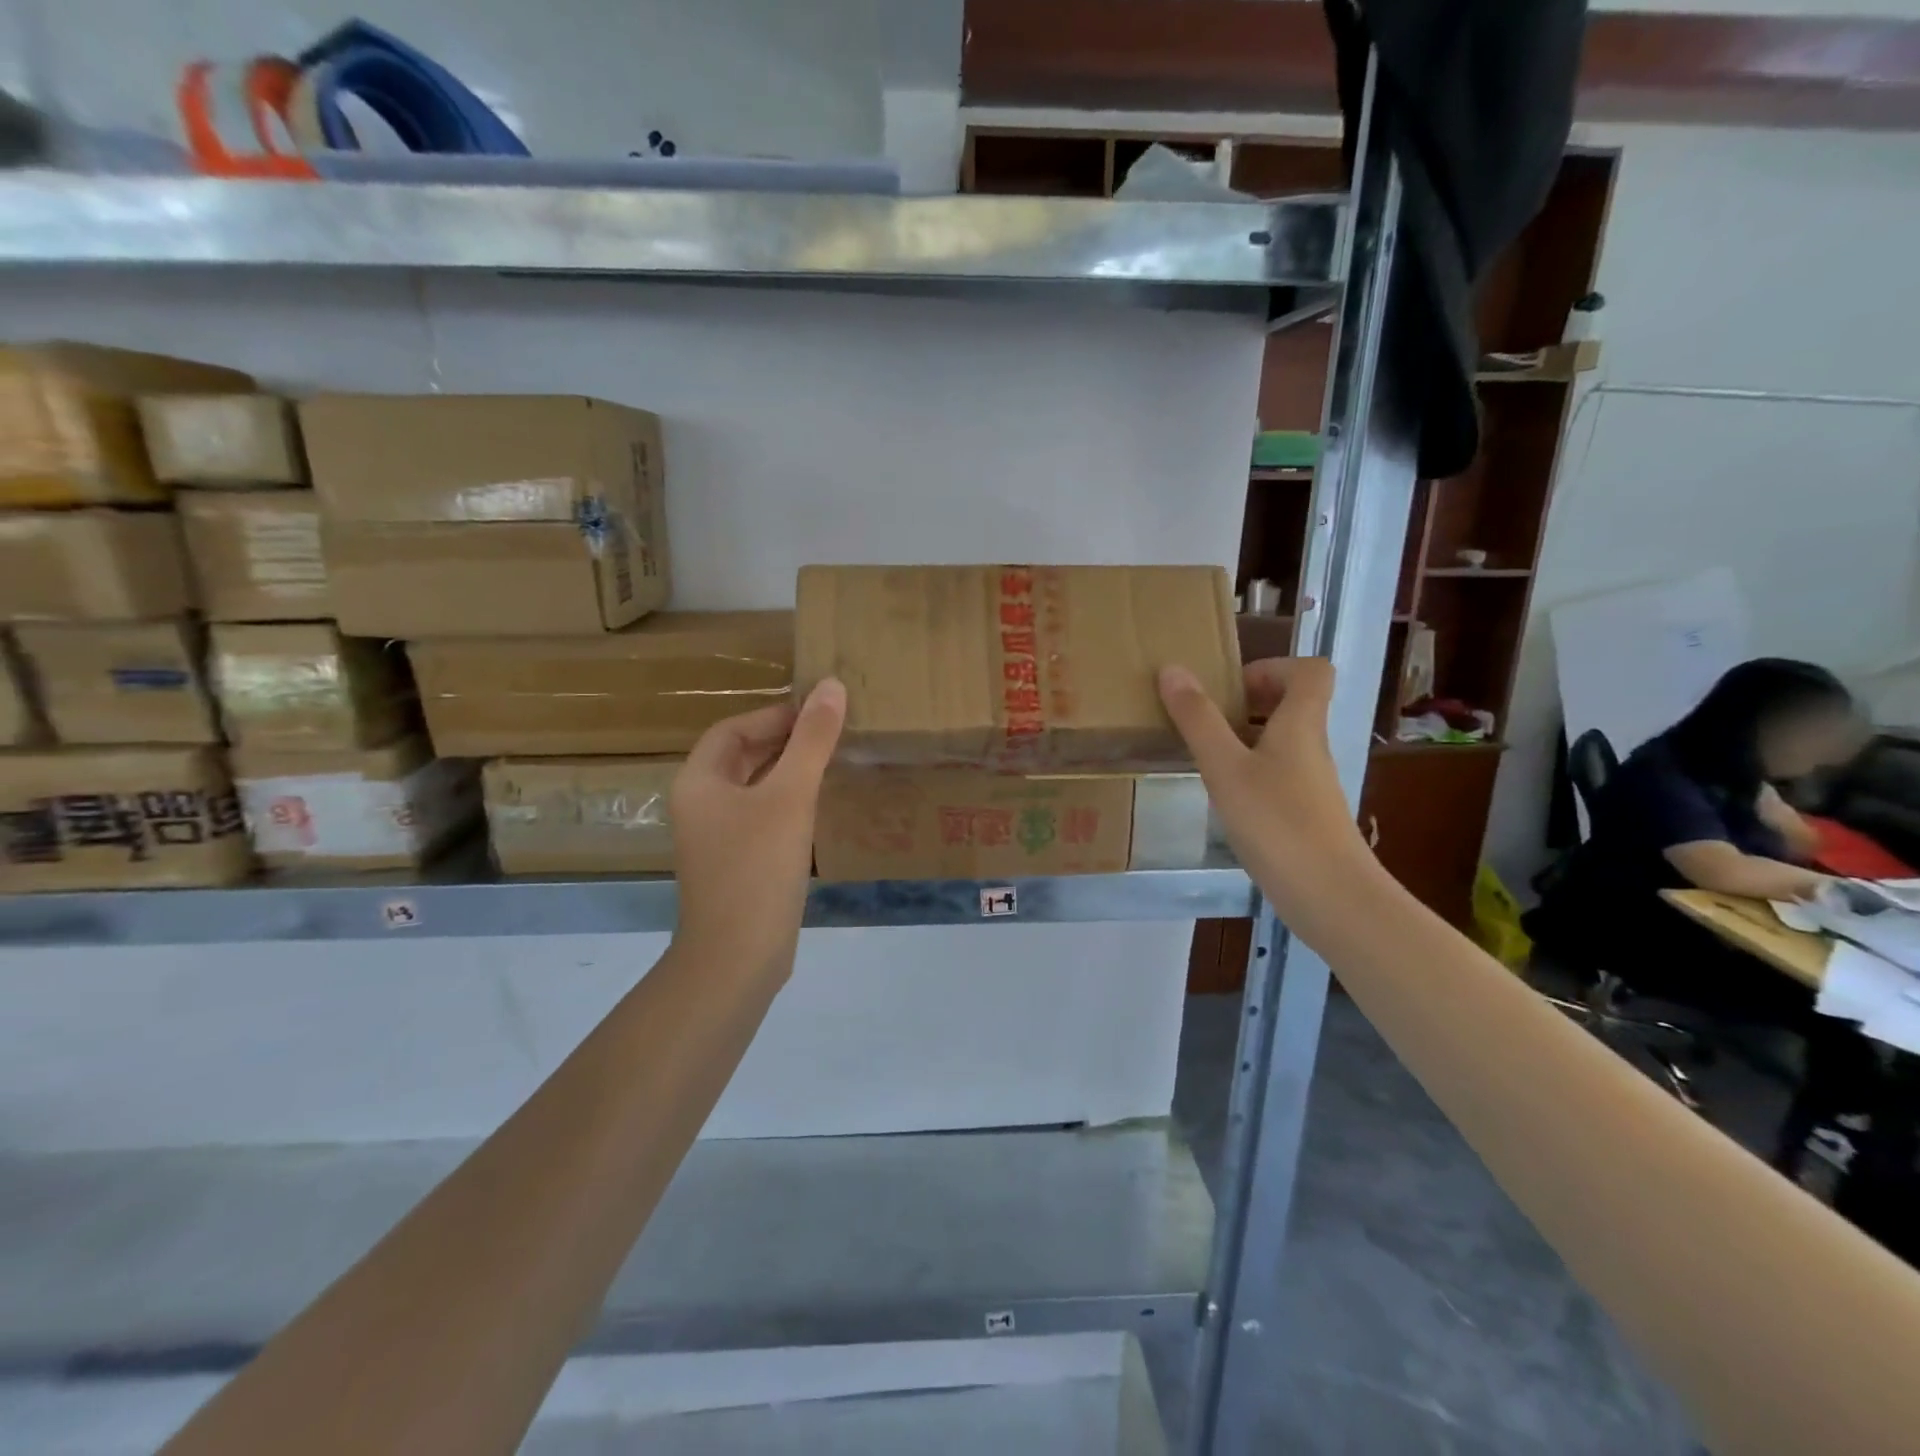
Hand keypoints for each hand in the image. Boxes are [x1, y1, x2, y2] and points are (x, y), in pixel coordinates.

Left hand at [669, 678, 845, 980]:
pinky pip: (764, 817)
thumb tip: (831, 686)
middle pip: (744, 755)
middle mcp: (702, 804)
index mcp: (699, 781)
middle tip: (835, 733)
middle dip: (786, 740)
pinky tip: (822, 806)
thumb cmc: (757, 868)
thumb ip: (812, 741)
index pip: (734, 728)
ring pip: (756, 787)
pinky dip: (791, 803)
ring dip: (791, 771)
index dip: (775, 714)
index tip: (821, 713)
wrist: (737, 958)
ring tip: (836, 761)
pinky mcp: (739, 862)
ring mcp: (718, 837)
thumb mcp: (790, 797)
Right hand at [1158, 658, 1370, 908]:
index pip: (1311, 670)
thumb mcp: (1225, 767)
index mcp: (1301, 724)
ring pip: (1282, 741)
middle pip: (1293, 704)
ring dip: (1244, 738)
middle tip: (1206, 720)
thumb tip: (1172, 669)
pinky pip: (1278, 774)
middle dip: (1248, 703)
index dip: (1273, 667)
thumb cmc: (1276, 822)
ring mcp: (1311, 783)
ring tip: (1204, 756)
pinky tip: (1223, 797)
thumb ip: (1197, 720)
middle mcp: (1312, 746)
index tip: (1231, 687)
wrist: (1329, 895)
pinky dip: (1250, 773)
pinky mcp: (1305, 813)